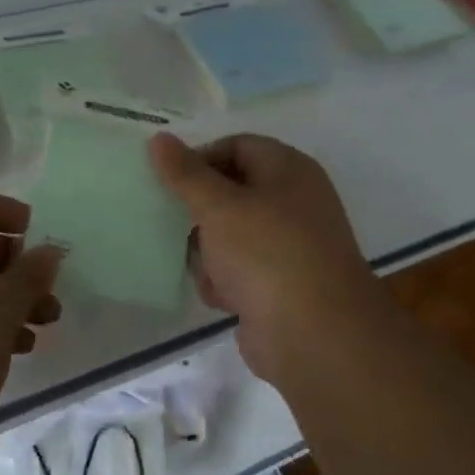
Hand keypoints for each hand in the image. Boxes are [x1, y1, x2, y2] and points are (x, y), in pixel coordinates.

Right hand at [149, 133, 382, 382]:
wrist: (315, 336)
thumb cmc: (267, 253)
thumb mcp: (218, 206)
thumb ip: (185, 173)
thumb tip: (159, 138)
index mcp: (288, 169)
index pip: (236, 146)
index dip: (200, 159)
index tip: (168, 183)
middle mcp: (293, 201)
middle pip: (231, 192)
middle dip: (201, 214)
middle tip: (173, 226)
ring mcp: (290, 245)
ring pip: (231, 234)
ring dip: (209, 253)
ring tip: (206, 270)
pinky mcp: (282, 284)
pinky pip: (241, 269)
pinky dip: (226, 281)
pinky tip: (222, 298)